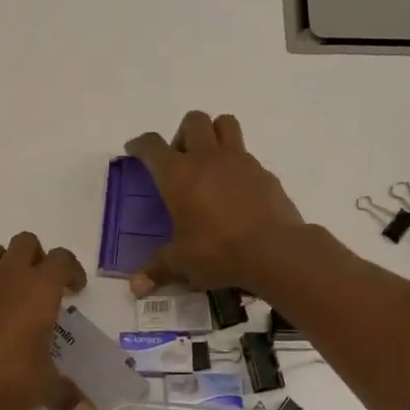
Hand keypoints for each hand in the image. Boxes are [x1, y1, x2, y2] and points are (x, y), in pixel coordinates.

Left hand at [0, 232, 95, 409]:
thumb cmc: (7, 378)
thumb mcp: (44, 389)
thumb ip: (68, 397)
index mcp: (39, 288)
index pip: (62, 259)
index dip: (72, 270)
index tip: (75, 290)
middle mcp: (9, 276)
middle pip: (26, 242)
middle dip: (37, 256)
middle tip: (43, 285)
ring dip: (6, 264)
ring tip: (12, 293)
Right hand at [124, 111, 304, 295]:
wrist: (274, 250)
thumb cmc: (218, 251)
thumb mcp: (182, 262)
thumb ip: (157, 269)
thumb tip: (135, 289)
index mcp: (177, 174)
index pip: (152, 146)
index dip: (140, 144)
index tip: (135, 149)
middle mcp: (207, 158)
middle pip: (193, 121)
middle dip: (182, 133)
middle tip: (180, 160)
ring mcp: (239, 160)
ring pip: (225, 124)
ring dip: (214, 134)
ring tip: (209, 162)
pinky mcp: (264, 172)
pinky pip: (247, 155)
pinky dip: (237, 164)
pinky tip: (236, 190)